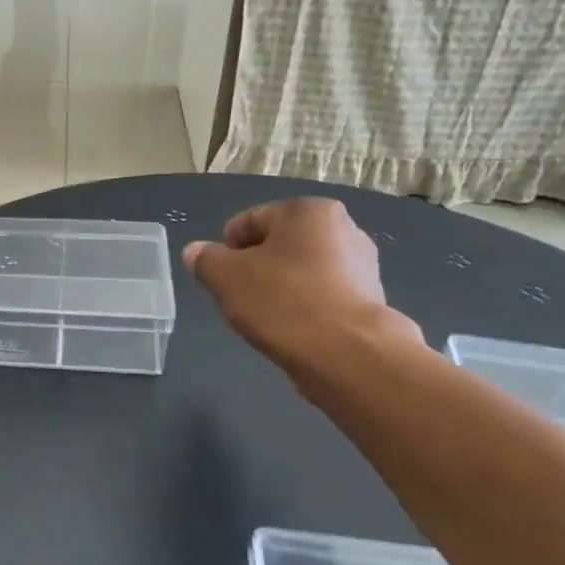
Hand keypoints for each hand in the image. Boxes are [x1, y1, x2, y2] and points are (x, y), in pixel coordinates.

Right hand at [183, 199, 422, 376]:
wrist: (346, 354)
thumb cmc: (282, 301)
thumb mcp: (225, 277)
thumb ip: (205, 259)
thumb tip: (195, 252)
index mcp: (308, 211)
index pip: (251, 220)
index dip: (226, 247)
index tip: (218, 277)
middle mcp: (343, 229)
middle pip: (278, 245)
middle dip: (255, 268)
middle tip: (237, 297)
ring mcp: (362, 266)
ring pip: (300, 271)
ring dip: (278, 288)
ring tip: (264, 317)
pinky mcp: (369, 301)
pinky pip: (321, 296)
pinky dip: (303, 308)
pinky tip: (291, 329)